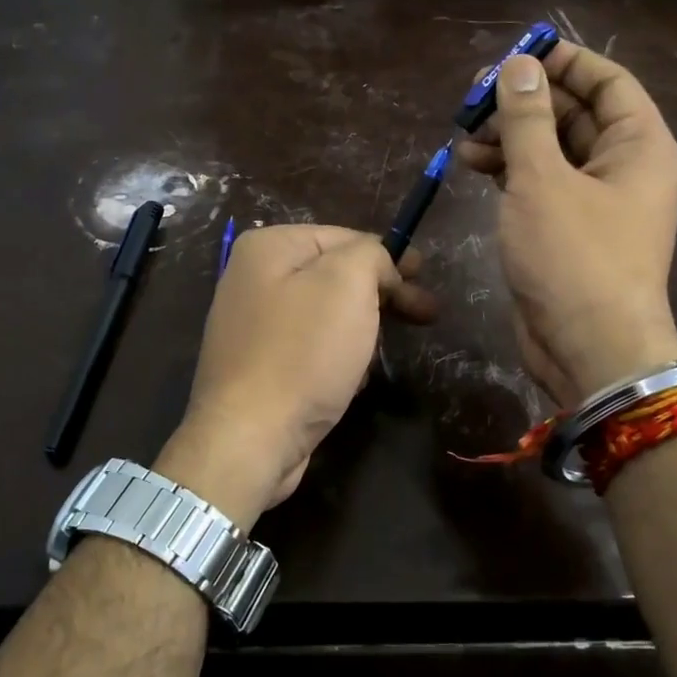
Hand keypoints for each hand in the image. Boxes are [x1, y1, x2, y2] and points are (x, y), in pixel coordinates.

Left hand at [154, 225, 434, 527]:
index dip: (388, 257)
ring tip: (375, 358)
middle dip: (382, 295)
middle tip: (426, 314)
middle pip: (335, 276)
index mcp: (268, 247)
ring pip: (327, 315)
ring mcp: (252, 325)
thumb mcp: (347, 284)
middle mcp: (253, 279)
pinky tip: (349, 381)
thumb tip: (378, 263)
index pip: (344, 237)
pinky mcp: (259, 366)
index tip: (423, 277)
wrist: (250, 438)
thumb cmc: (302, 353)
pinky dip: (336, 359)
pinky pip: (310, 349)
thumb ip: (370, 255)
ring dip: (360, 332)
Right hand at [454, 45, 676, 405]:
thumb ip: (527, 119)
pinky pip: (541, 185)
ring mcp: (596, 203)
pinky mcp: (568, 231)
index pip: (608, 82)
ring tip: (464, 134)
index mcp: (639, 146)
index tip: (517, 54)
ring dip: (511, 138)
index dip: (564, 61)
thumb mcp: (543, 180)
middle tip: (475, 97)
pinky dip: (510, 172)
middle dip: (526, 102)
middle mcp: (623, 168)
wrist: (589, 349)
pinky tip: (473, 166)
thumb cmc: (574, 257)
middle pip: (576, 115)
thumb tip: (518, 66)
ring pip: (553, 151)